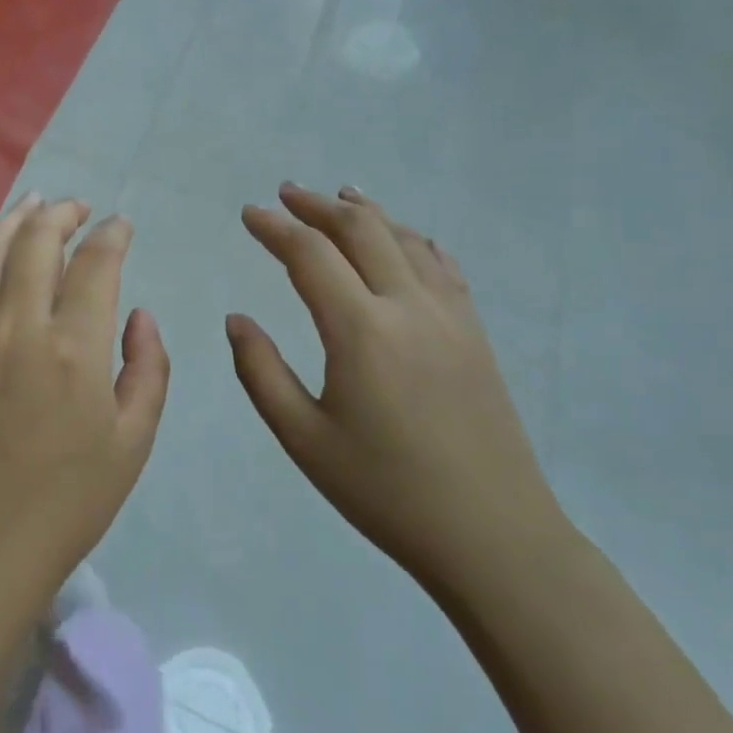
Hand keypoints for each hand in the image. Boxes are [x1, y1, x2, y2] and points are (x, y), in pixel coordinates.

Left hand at [0, 194, 170, 617]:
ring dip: (13, 220)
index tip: (121, 225)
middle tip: (78, 207)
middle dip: (62, 214)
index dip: (111, 235)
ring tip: (32, 203)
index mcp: (74, 346)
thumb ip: (147, 368)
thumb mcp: (134, 440)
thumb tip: (138, 315)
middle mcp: (20, 325)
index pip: (95, 263)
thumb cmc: (70, 499)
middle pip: (36, 242)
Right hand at [227, 183, 563, 592]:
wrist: (494, 538)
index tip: (249, 213)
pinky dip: (412, 238)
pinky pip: (442, 264)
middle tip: (285, 194)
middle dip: (317, 206)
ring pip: (404, 239)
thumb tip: (237, 319)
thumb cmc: (386, 492)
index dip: (275, 227)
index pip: (310, 255)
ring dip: (365, 212)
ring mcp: (450, 316)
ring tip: (338, 195)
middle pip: (361, 230)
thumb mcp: (303, 439)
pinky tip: (403, 236)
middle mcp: (408, 307)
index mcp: (361, 331)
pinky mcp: (475, 333)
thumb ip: (260, 372)